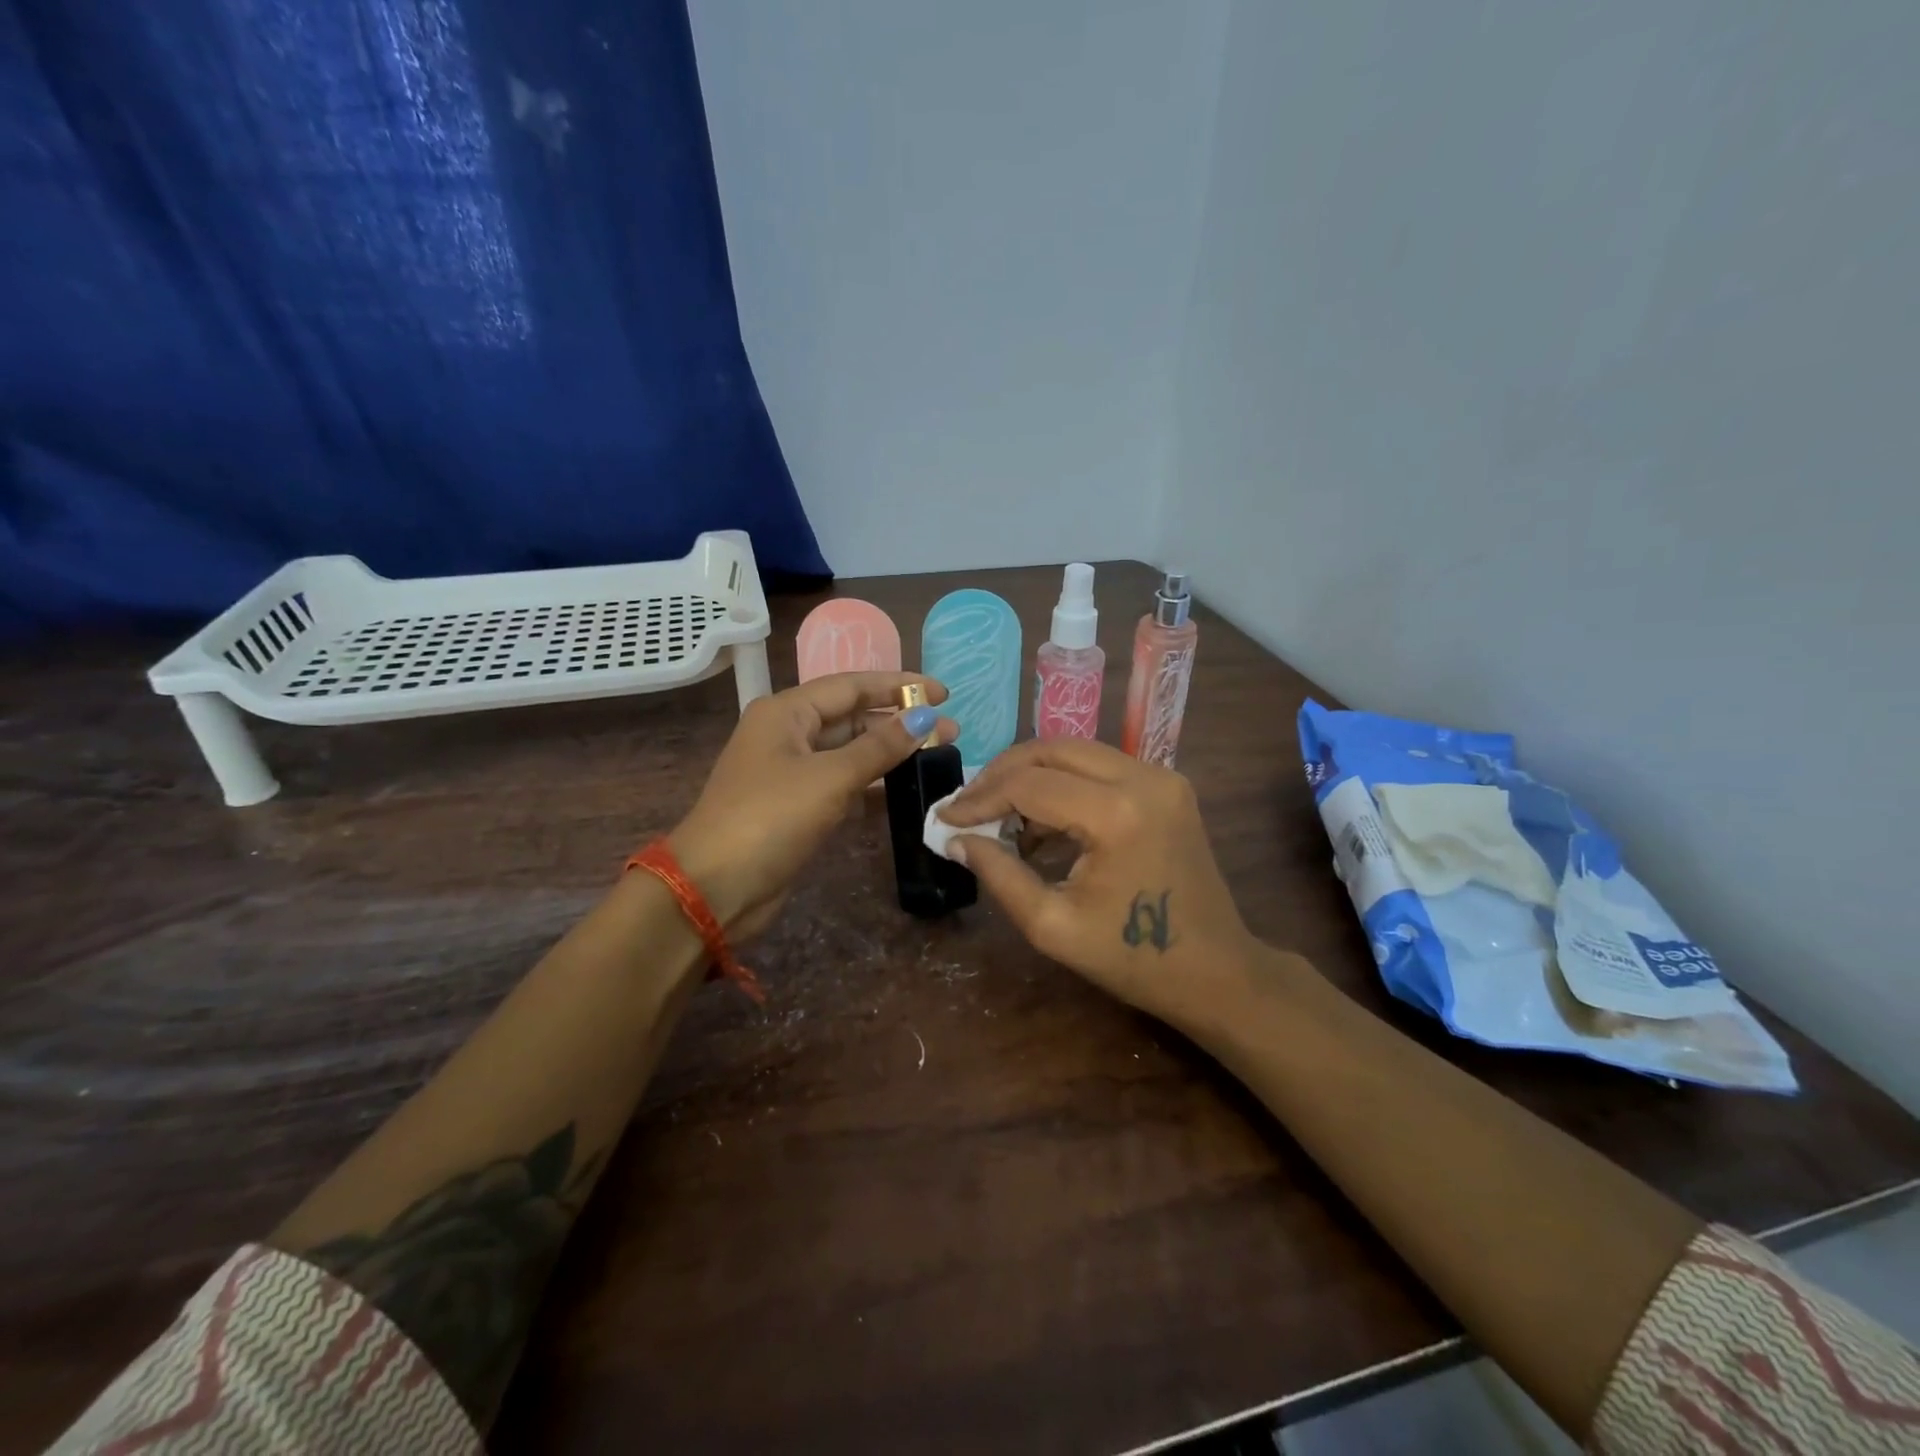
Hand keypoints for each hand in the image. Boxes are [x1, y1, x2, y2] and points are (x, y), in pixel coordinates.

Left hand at [670, 672, 955, 938]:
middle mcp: (788, 734)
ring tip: (937, 755)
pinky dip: (872, 781)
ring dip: (889, 751)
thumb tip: (925, 719)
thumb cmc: (770, 818)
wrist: (714, 888)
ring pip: (849, 750)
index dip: (898, 686)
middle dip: (900, 721)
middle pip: (852, 716)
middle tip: (950, 731)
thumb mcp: (830, 778)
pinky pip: (842, 781)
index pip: (852, 685)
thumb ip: (879, 747)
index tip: (943, 694)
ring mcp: (791, 771)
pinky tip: (905, 786)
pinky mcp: (797, 805)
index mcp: (787, 712)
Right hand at [937, 739, 1256, 1025]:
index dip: (979, 799)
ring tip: (998, 818)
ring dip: (1031, 776)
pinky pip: (1100, 768)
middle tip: (967, 806)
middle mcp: (1142, 778)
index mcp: (1116, 814)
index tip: (944, 818)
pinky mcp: (1167, 785)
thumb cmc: (1134, 959)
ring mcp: (1161, 777)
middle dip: (1001, 774)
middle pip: (1051, 750)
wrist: (1218, 971)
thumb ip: (999, 874)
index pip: (1029, 785)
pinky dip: (1063, 785)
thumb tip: (956, 838)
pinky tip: (1041, 823)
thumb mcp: (1053, 926)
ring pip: (1075, 752)